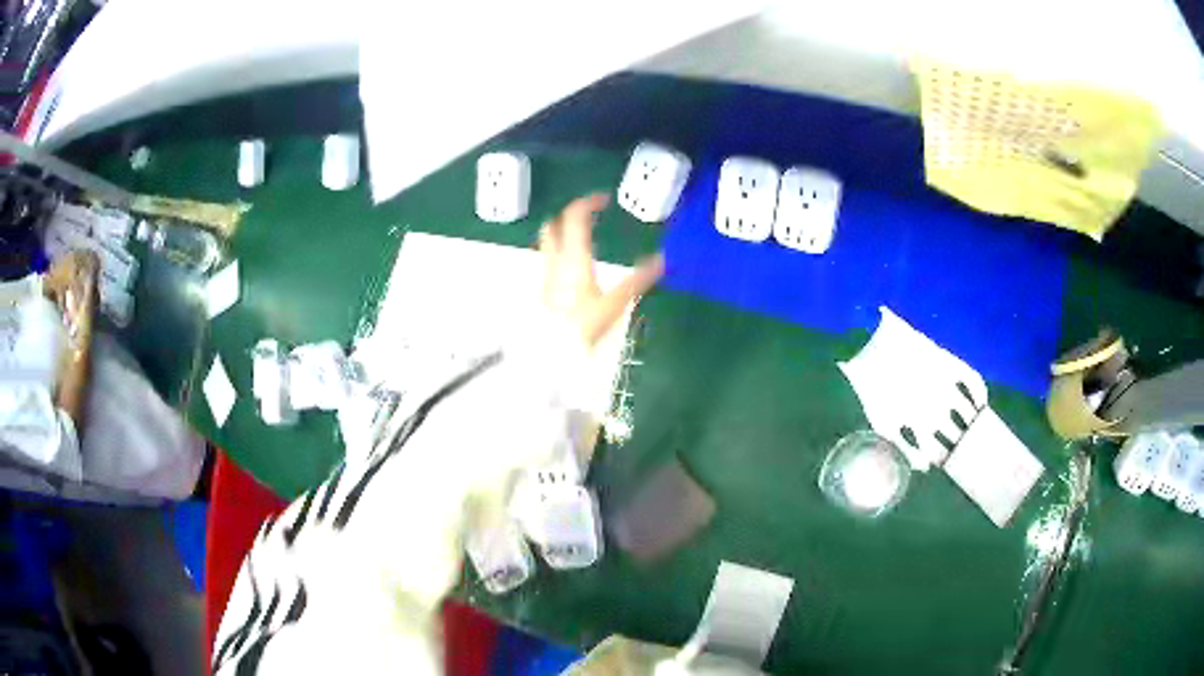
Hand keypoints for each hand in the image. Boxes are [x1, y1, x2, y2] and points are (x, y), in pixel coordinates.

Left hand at [539, 194, 663, 345]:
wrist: (551, 354)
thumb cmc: (583, 327)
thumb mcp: (615, 304)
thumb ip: (638, 280)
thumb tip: (663, 259)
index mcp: (574, 257)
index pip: (575, 217)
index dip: (588, 202)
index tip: (604, 200)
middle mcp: (555, 261)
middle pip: (553, 226)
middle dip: (568, 216)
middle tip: (588, 217)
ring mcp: (545, 276)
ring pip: (546, 244)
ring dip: (560, 235)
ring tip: (581, 240)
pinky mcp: (541, 291)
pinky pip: (548, 263)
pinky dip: (558, 256)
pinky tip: (571, 270)